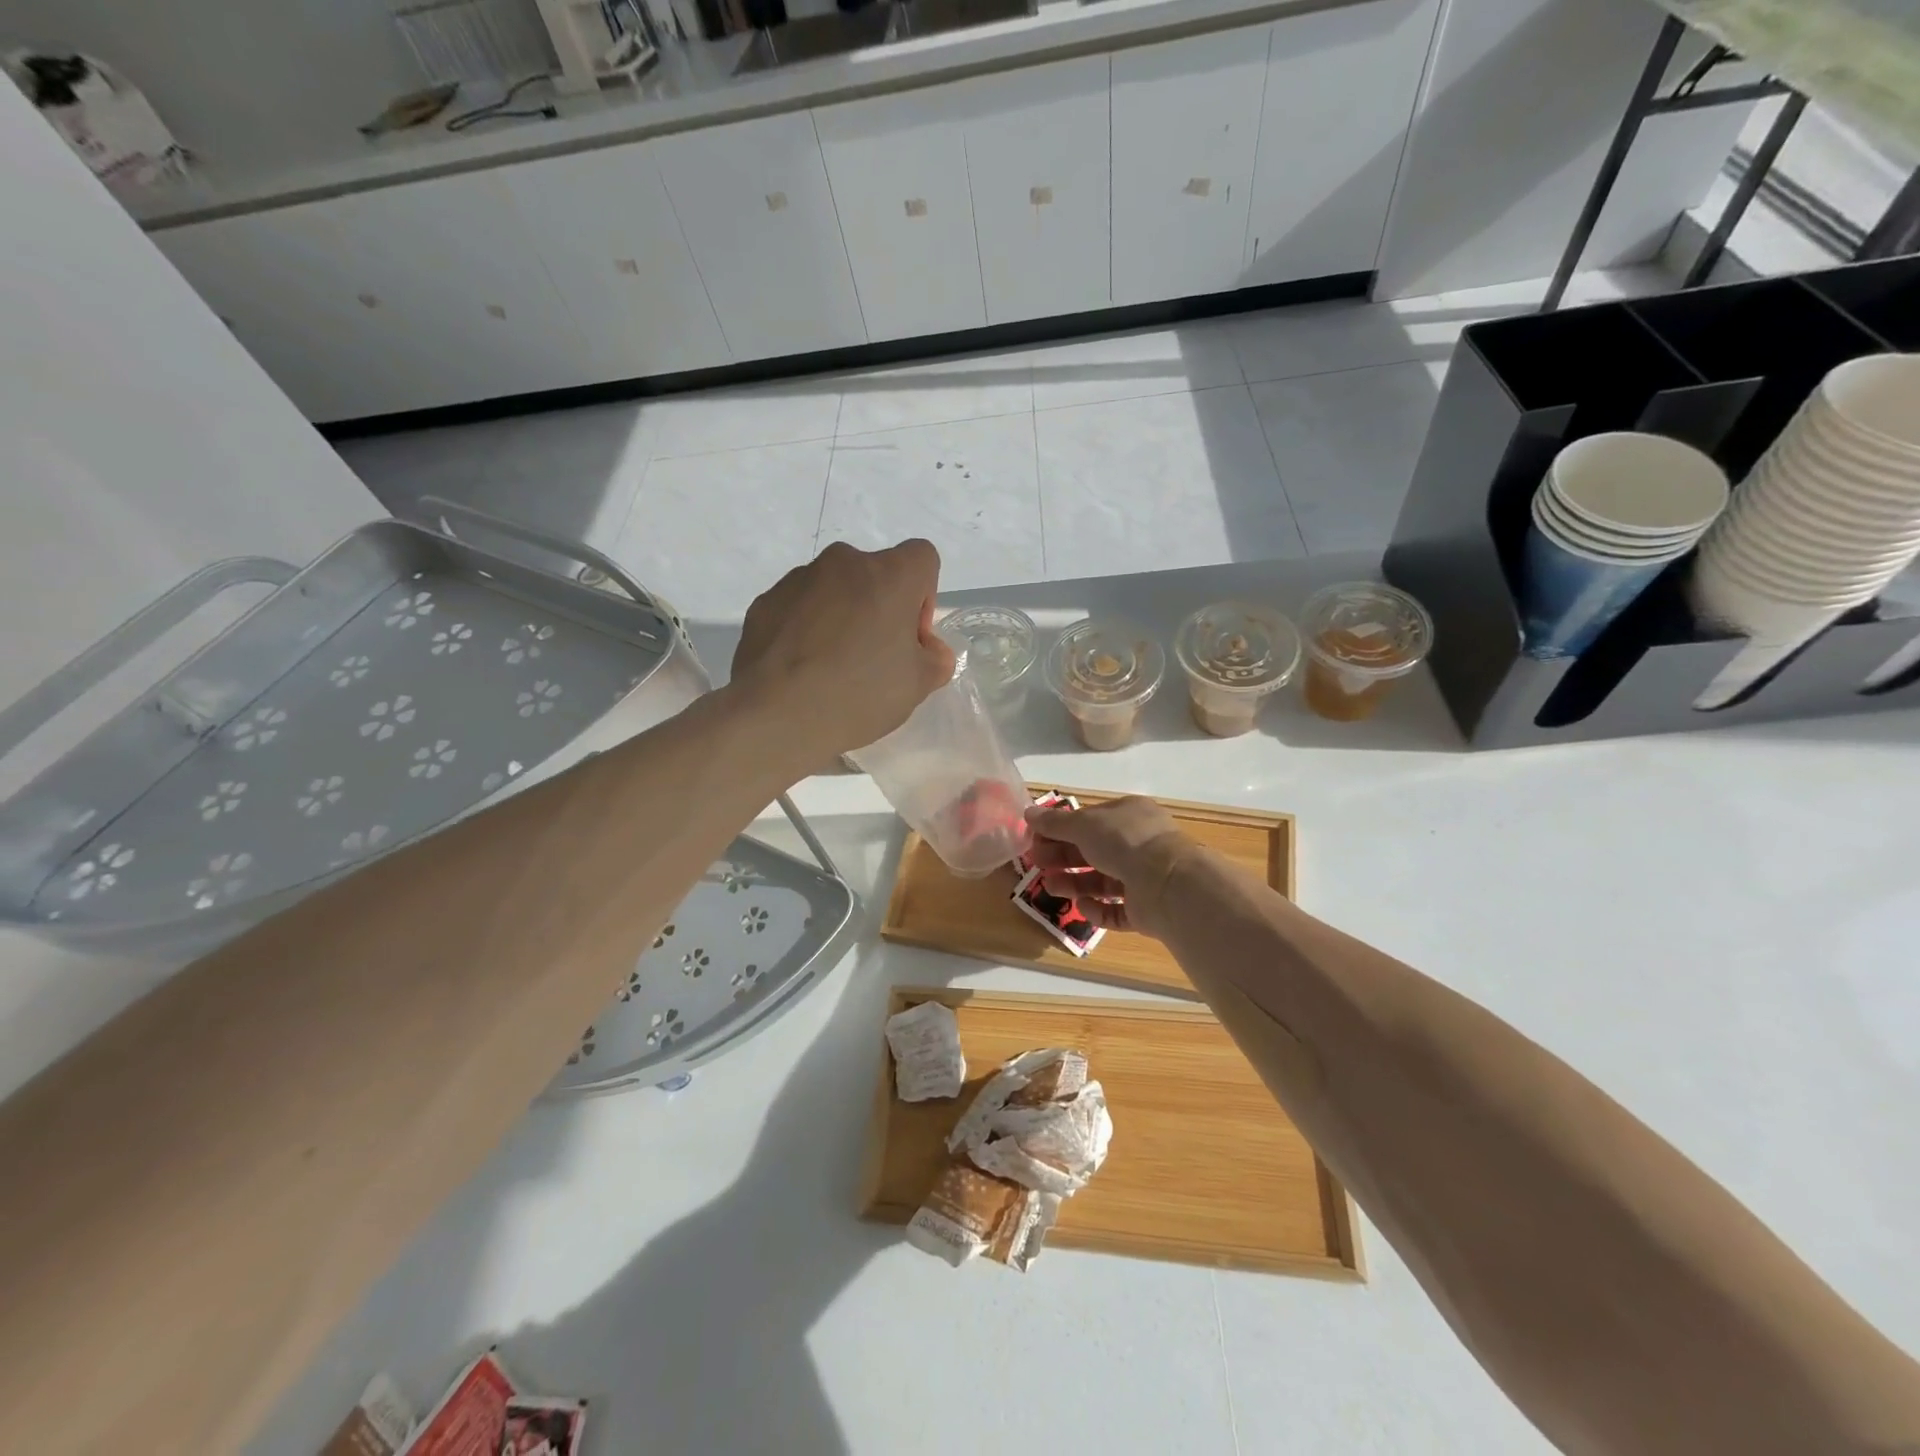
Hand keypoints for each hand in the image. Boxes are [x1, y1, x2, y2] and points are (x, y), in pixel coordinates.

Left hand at [731, 540, 955, 763]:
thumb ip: (935, 658)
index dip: (923, 597)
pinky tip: (802, 668)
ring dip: (841, 615)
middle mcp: (844, 562)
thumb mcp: (918, 685)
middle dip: (880, 606)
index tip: (910, 638)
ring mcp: (799, 579)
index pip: (922, 558)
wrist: (778, 716)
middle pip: (875, 574)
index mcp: (889, 574)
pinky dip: (806, 627)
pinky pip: (798, 607)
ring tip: (831, 666)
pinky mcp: (765, 601)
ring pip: (834, 589)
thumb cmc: (860, 694)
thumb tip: (927, 649)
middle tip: (873, 657)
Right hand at [1024, 796, 1195, 938]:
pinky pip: (1116, 909)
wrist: (1167, 884)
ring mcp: (1144, 877)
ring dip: (1074, 882)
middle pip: (1093, 850)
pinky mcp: (1145, 908)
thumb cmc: (1124, 842)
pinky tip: (1082, 906)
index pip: (1090, 819)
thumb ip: (1055, 822)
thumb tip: (1028, 813)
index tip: (1036, 837)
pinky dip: (1097, 909)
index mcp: (1129, 815)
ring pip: (1102, 880)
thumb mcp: (1084, 824)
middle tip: (1037, 862)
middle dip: (1063, 856)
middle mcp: (1139, 844)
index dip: (1062, 827)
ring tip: (1050, 886)